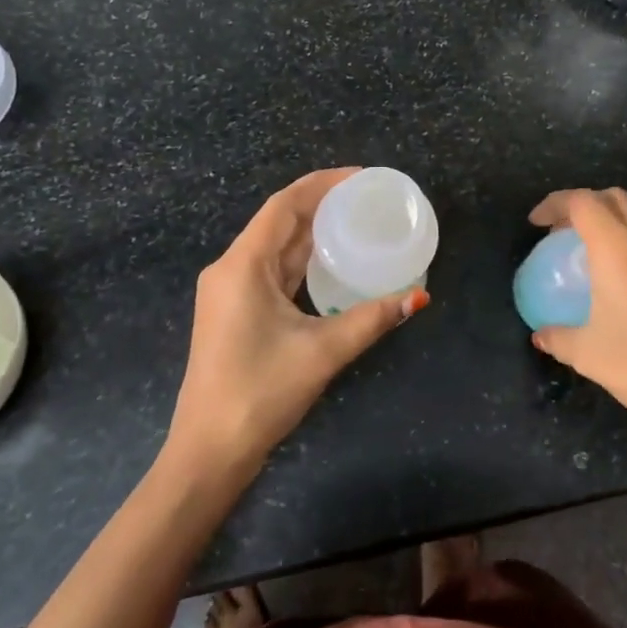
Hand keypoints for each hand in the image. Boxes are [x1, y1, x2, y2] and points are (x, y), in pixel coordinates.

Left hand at [168, 168, 427, 474]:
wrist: (209, 450)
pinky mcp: (234, 311)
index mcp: (242, 265)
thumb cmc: (260, 392)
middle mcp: (231, 269)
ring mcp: (229, 291)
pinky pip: (271, 271)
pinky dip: (300, 261)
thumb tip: (417, 296)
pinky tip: (329, 263)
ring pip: (274, 248)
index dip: (321, 184)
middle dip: (320, 205)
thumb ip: (371, 319)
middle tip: (365, 198)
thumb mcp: (322, 351)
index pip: (284, 206)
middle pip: (278, 222)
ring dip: (310, 233)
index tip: (360, 177)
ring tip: (354, 222)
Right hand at [527, 188, 626, 461]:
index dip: (555, 204)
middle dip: (587, 205)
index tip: (537, 224)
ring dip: (618, 227)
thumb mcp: (587, 355)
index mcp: (618, 249)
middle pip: (617, 199)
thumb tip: (542, 336)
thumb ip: (558, 338)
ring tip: (600, 260)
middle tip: (567, 234)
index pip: (583, 202)